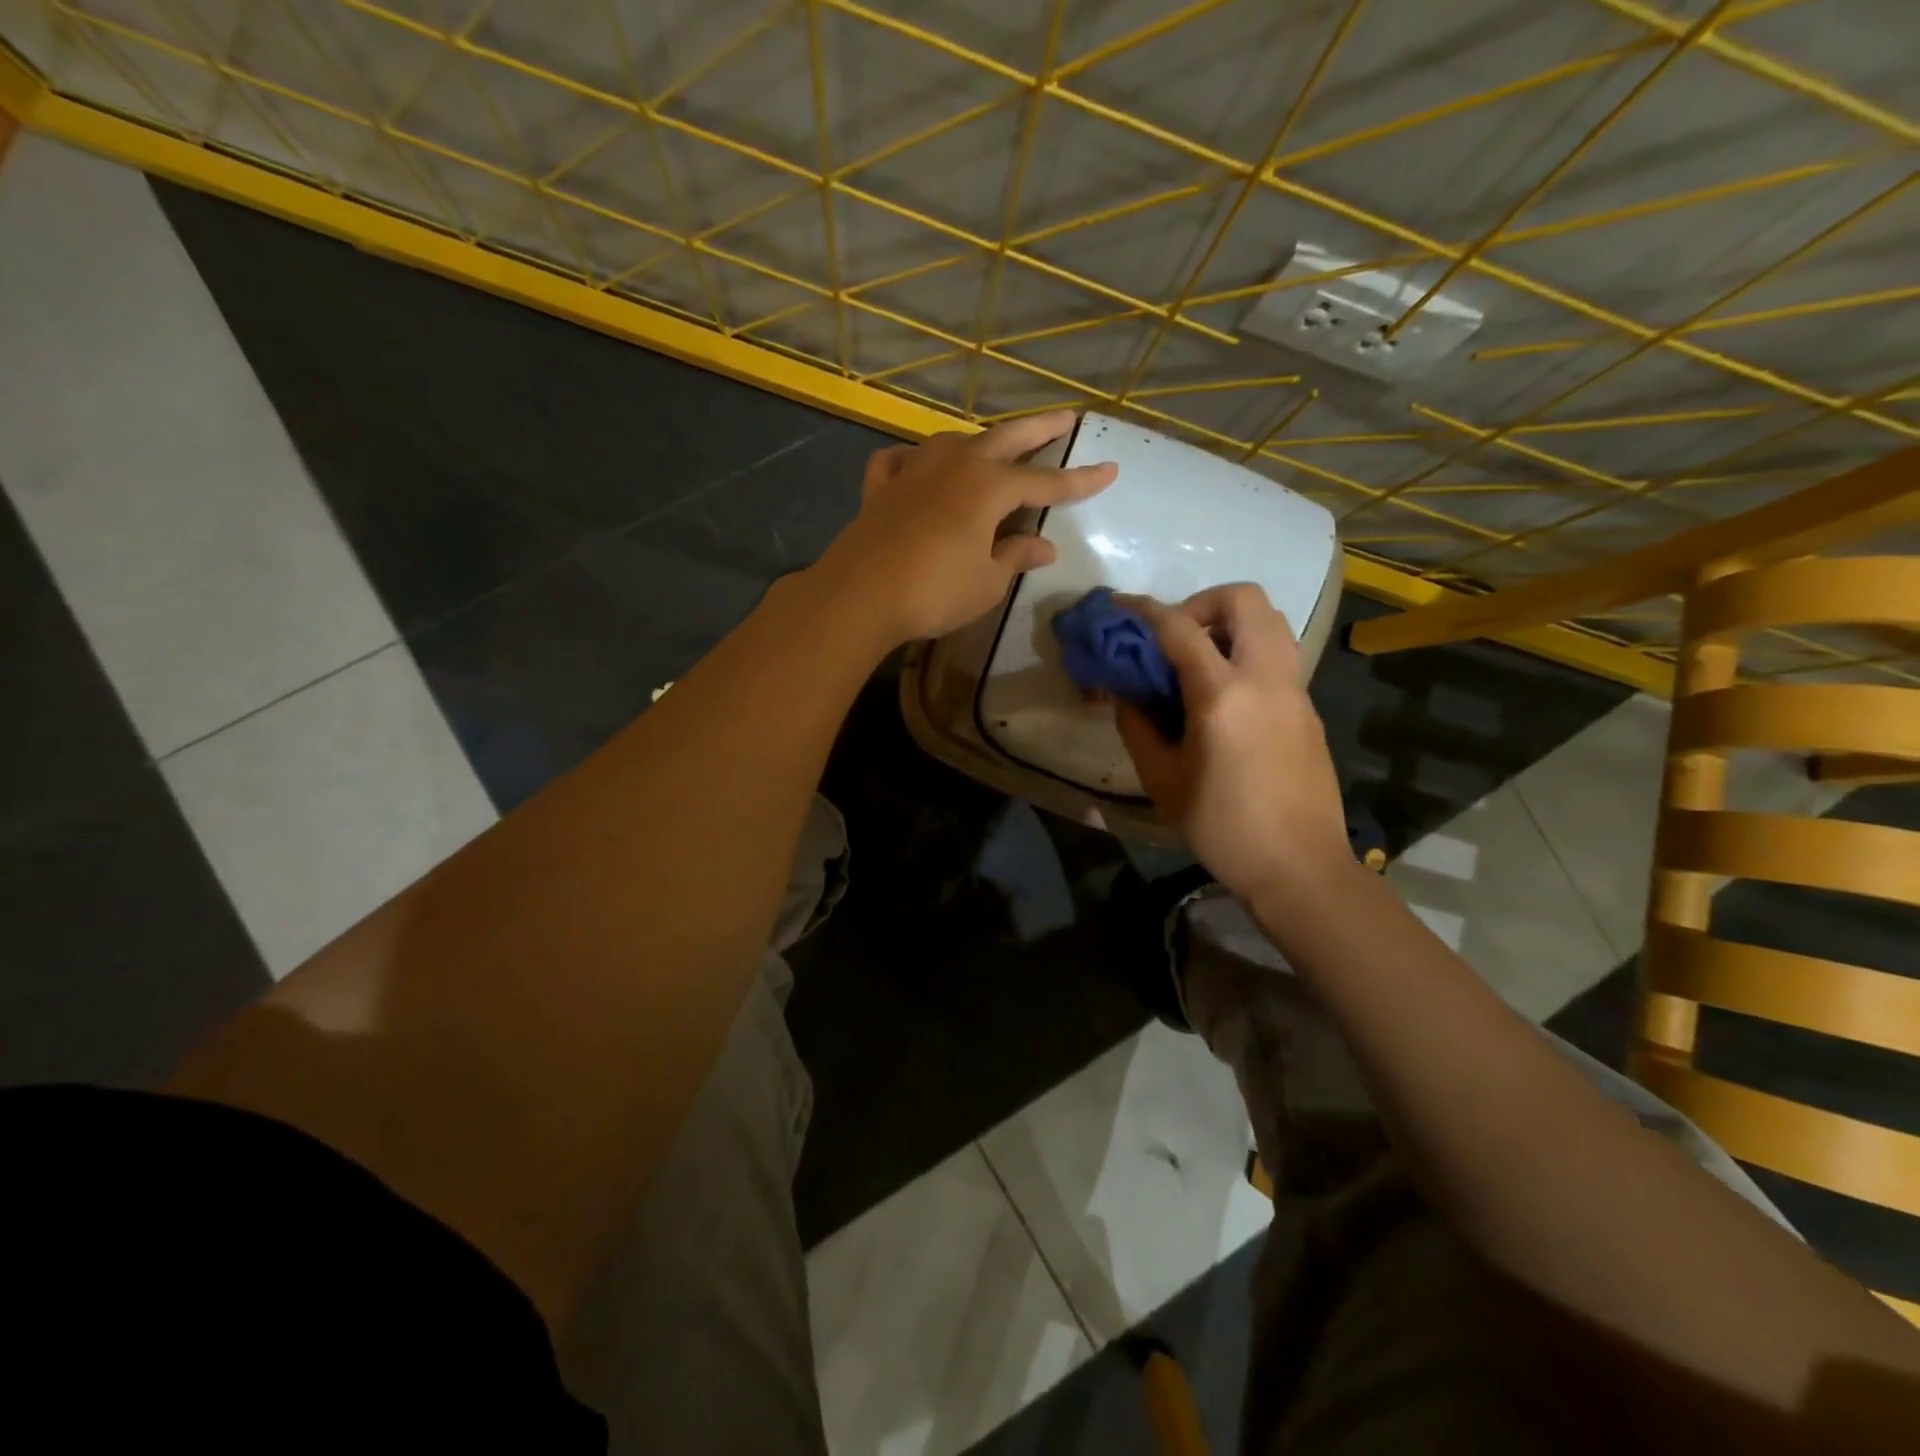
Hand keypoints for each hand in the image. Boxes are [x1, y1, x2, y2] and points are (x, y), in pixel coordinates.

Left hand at [815, 412, 1116, 644]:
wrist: (859, 595)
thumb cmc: (934, 591)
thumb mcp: (986, 582)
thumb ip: (1015, 556)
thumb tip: (1044, 546)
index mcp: (988, 487)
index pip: (1046, 482)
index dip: (1079, 480)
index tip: (1109, 470)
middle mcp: (954, 466)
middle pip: (1005, 439)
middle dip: (1039, 429)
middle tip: (1065, 417)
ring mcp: (914, 471)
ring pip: (953, 443)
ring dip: (979, 442)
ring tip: (992, 448)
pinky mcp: (880, 488)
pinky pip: (901, 462)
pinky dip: (914, 461)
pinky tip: (917, 467)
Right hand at [1114, 584, 1348, 902]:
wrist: (1299, 866)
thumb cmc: (1222, 826)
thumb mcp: (1162, 779)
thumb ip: (1137, 725)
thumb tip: (1126, 691)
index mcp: (1222, 696)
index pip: (1179, 628)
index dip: (1144, 610)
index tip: (1119, 608)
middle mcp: (1265, 679)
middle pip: (1245, 599)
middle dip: (1203, 602)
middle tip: (1176, 637)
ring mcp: (1295, 691)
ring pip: (1271, 622)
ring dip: (1231, 624)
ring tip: (1199, 662)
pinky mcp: (1308, 709)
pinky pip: (1279, 656)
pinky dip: (1248, 653)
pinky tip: (1225, 698)